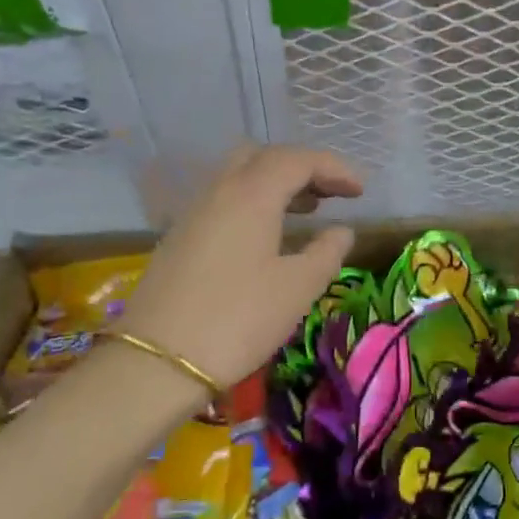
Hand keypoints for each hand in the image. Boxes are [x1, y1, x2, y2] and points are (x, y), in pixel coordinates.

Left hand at [119, 144, 362, 389]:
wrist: (158, 361)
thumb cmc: (239, 320)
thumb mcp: (297, 288)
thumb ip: (326, 252)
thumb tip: (342, 231)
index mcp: (251, 195)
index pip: (298, 160)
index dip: (334, 168)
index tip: (360, 191)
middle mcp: (219, 191)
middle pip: (263, 157)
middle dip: (301, 167)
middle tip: (330, 194)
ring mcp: (193, 213)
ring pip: (238, 177)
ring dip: (275, 184)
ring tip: (306, 211)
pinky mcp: (179, 237)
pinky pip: (223, 200)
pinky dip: (252, 202)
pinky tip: (265, 236)